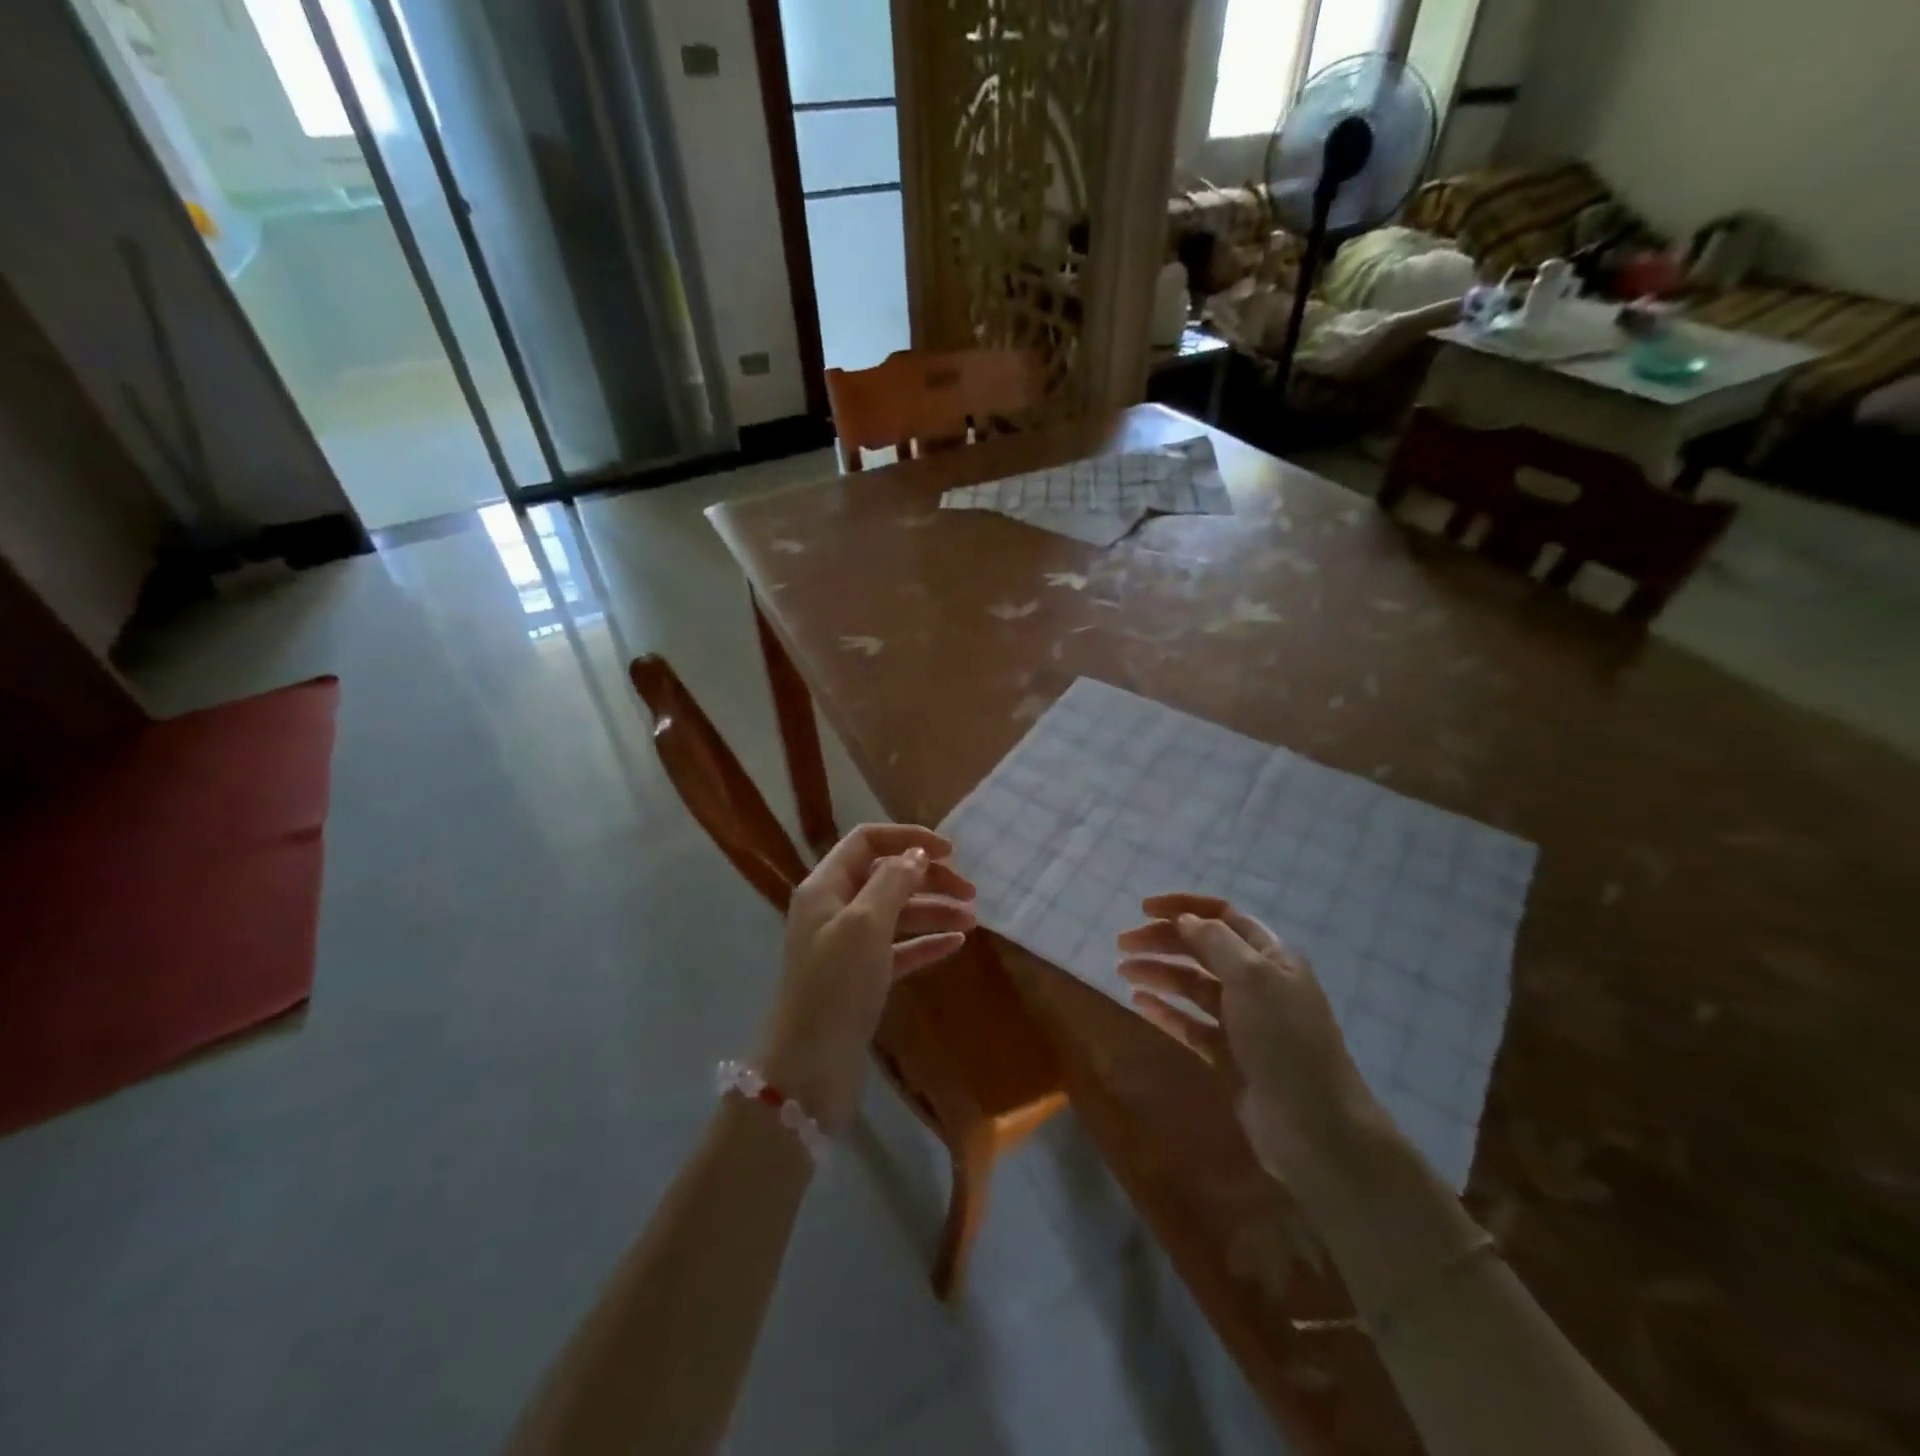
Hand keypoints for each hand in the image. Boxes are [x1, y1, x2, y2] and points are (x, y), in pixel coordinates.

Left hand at [759, 824, 975, 1132]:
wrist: (809, 1069)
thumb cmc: (835, 986)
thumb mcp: (865, 924)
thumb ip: (892, 882)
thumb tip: (916, 855)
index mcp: (825, 887)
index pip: (867, 841)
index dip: (908, 838)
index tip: (950, 851)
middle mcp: (834, 909)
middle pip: (885, 876)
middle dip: (928, 878)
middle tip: (970, 891)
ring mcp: (847, 946)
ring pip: (896, 914)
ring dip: (933, 911)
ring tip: (973, 920)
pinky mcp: (860, 979)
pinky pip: (898, 949)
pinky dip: (925, 942)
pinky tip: (956, 944)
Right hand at [1117, 893, 1380, 1182]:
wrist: (1313, 1127)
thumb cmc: (1285, 1041)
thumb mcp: (1253, 978)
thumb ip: (1215, 942)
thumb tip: (1183, 919)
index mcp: (1270, 957)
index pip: (1223, 915)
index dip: (1184, 906)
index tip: (1143, 909)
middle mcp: (1256, 983)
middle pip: (1202, 949)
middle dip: (1163, 940)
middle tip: (1122, 944)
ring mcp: (1242, 1021)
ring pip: (1192, 985)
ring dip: (1158, 972)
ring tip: (1123, 972)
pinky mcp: (1228, 1055)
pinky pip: (1190, 1023)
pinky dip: (1165, 1009)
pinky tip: (1139, 1003)